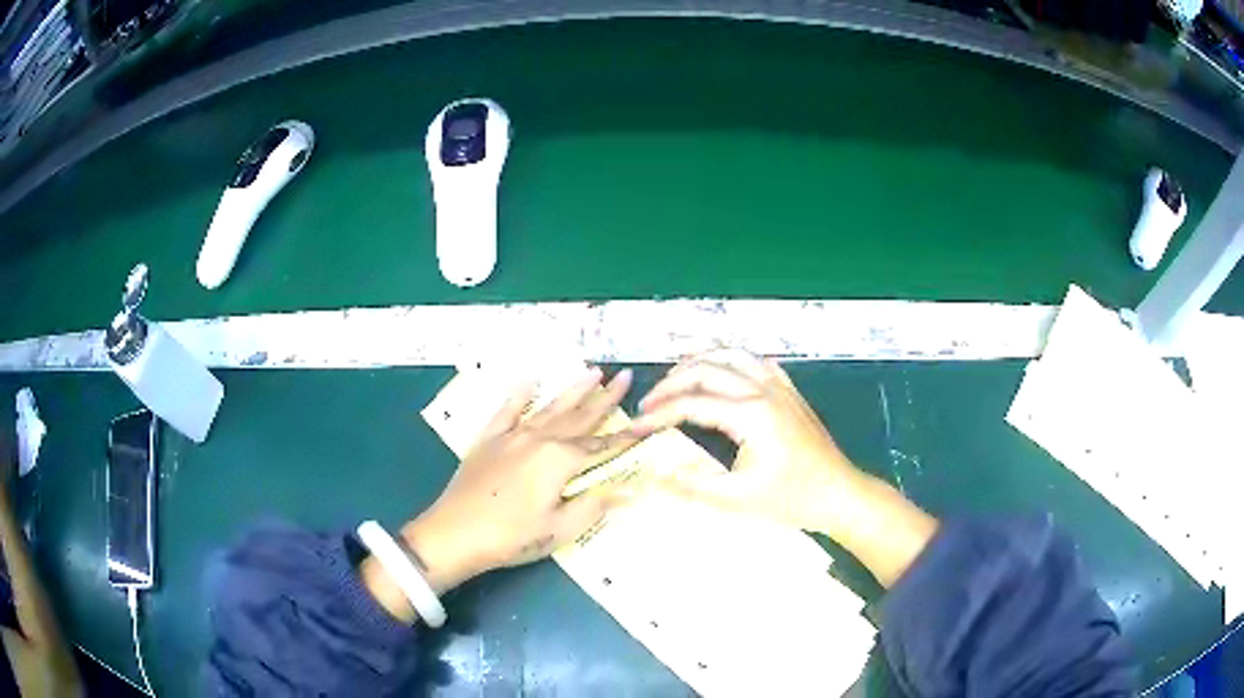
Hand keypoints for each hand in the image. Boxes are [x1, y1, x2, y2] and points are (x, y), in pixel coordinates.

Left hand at [401, 367, 639, 592]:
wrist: (455, 533)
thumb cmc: (512, 537)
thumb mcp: (560, 529)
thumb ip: (595, 505)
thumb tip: (630, 490)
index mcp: (560, 461)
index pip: (602, 445)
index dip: (626, 435)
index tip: (646, 419)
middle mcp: (539, 439)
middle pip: (579, 417)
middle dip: (605, 398)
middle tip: (624, 377)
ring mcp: (512, 436)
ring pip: (549, 408)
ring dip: (573, 390)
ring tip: (593, 372)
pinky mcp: (488, 440)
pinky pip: (507, 411)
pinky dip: (520, 396)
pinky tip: (529, 382)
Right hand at [630, 350, 864, 534]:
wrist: (839, 493)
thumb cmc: (791, 499)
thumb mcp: (738, 499)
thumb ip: (692, 486)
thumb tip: (653, 476)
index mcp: (750, 414)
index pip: (691, 403)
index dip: (657, 414)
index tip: (634, 427)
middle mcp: (763, 390)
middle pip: (706, 368)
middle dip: (671, 382)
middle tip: (649, 403)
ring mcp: (779, 386)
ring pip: (731, 354)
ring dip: (699, 361)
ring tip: (675, 380)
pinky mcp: (790, 391)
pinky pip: (756, 361)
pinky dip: (730, 360)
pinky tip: (721, 373)